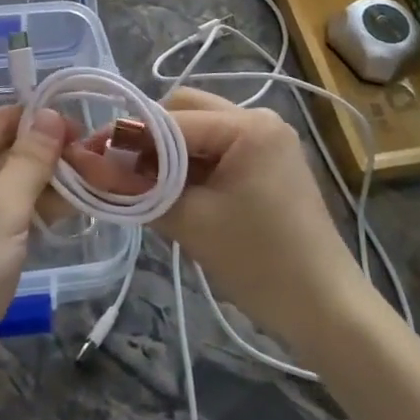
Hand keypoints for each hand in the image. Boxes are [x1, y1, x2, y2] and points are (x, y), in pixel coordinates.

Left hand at [0, 105, 67, 405]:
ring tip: (94, 187)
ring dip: (47, 184)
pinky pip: (6, 212)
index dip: (40, 121)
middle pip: (4, 150)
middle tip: (98, 162)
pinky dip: (34, 210)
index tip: (85, 129)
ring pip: (9, 183)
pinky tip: (70, 213)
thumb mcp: (2, 211)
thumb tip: (51, 113)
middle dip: (48, 155)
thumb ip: (30, 160)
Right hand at [66, 89, 360, 347]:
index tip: (92, 156)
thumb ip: (139, 189)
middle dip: (149, 136)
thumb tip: (92, 165)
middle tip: (122, 171)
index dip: (128, 137)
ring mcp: (267, 139)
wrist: (326, 310)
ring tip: (144, 185)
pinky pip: (216, 148)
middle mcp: (259, 118)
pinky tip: (173, 192)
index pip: (171, 119)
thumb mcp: (191, 223)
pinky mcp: (268, 161)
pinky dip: (190, 164)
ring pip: (198, 128)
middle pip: (185, 110)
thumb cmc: (260, 262)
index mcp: (247, 125)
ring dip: (168, 151)